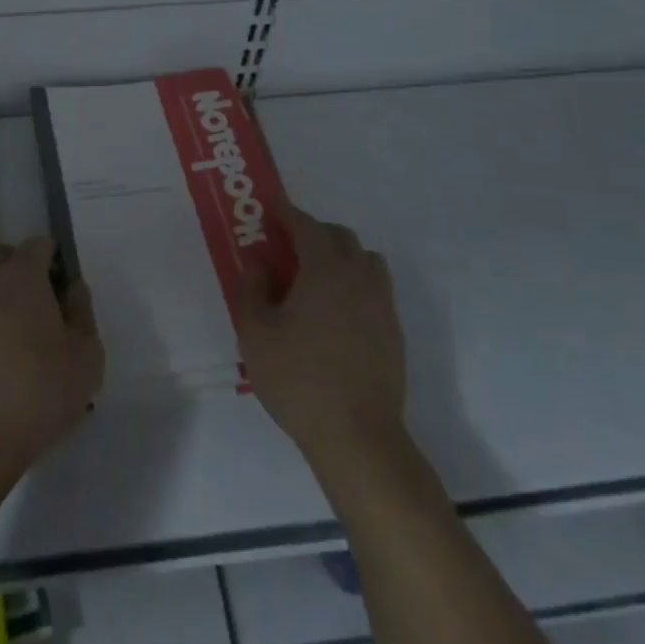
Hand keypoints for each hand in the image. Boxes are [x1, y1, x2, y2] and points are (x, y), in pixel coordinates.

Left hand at [0, 239, 105, 483]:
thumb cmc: (39, 391)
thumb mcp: (86, 355)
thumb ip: (82, 313)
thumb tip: (72, 289)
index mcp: (21, 276)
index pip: (37, 245)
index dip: (54, 258)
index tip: (65, 287)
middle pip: (3, 257)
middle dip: (23, 268)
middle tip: (44, 304)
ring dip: (2, 297)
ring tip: (23, 336)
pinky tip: (1, 357)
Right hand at [234, 206, 407, 484]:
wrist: (357, 436)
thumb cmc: (297, 379)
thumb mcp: (255, 332)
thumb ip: (251, 287)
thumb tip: (258, 260)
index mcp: (325, 270)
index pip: (307, 227)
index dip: (287, 213)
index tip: (271, 207)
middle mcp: (359, 278)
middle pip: (340, 237)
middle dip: (313, 232)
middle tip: (286, 246)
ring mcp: (382, 305)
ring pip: (365, 260)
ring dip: (339, 255)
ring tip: (314, 275)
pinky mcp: (393, 332)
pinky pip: (375, 289)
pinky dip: (354, 283)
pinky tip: (335, 310)